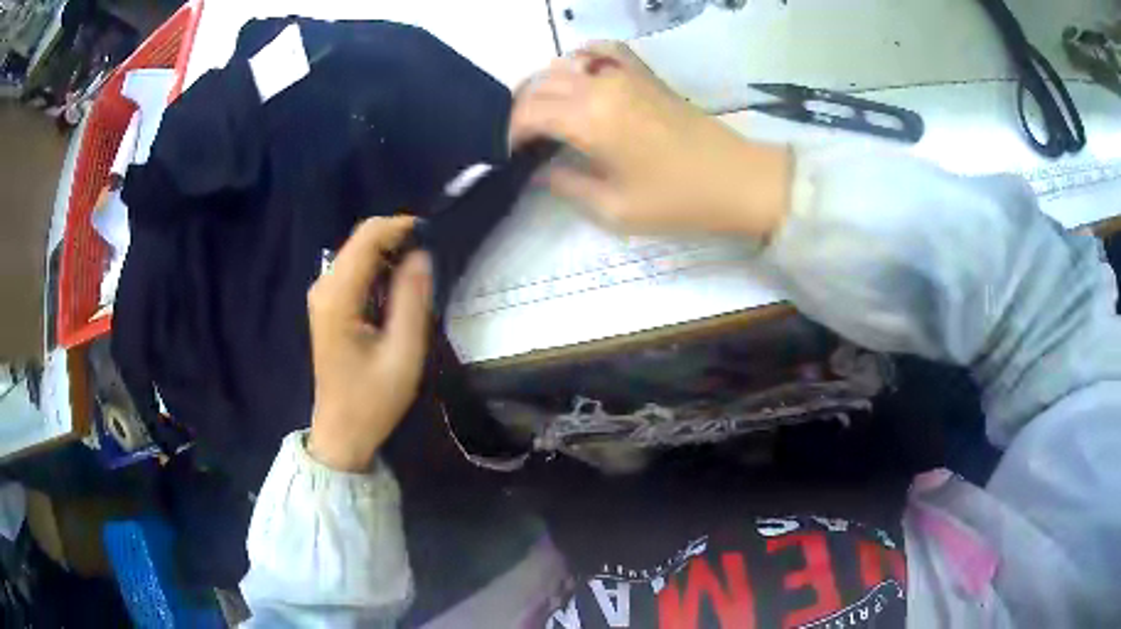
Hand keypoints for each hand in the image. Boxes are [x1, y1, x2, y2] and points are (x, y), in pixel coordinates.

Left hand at [306, 217, 431, 471]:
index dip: (401, 227)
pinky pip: (356, 271)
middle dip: (397, 239)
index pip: (367, 237)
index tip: (434, 236)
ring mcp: (323, 295)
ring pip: (359, 253)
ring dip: (390, 254)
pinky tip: (399, 290)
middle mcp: (324, 287)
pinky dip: (380, 269)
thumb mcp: (403, 354)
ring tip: (421, 275)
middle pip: (361, 240)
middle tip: (432, 259)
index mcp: (338, 297)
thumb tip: (421, 255)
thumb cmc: (372, 400)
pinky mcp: (328, 305)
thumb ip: (411, 301)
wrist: (342, 432)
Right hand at [510, 42, 790, 238]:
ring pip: (564, 64)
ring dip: (546, 86)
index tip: (511, 155)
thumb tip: (540, 172)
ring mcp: (625, 74)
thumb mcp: (615, 208)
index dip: (510, 133)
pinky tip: (582, 76)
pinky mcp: (644, 74)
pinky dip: (584, 58)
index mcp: (590, 119)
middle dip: (522, 110)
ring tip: (547, 114)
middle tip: (524, 139)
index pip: (529, 112)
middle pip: (540, 84)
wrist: (737, 180)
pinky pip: (604, 51)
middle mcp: (601, 86)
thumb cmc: (678, 201)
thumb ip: (567, 186)